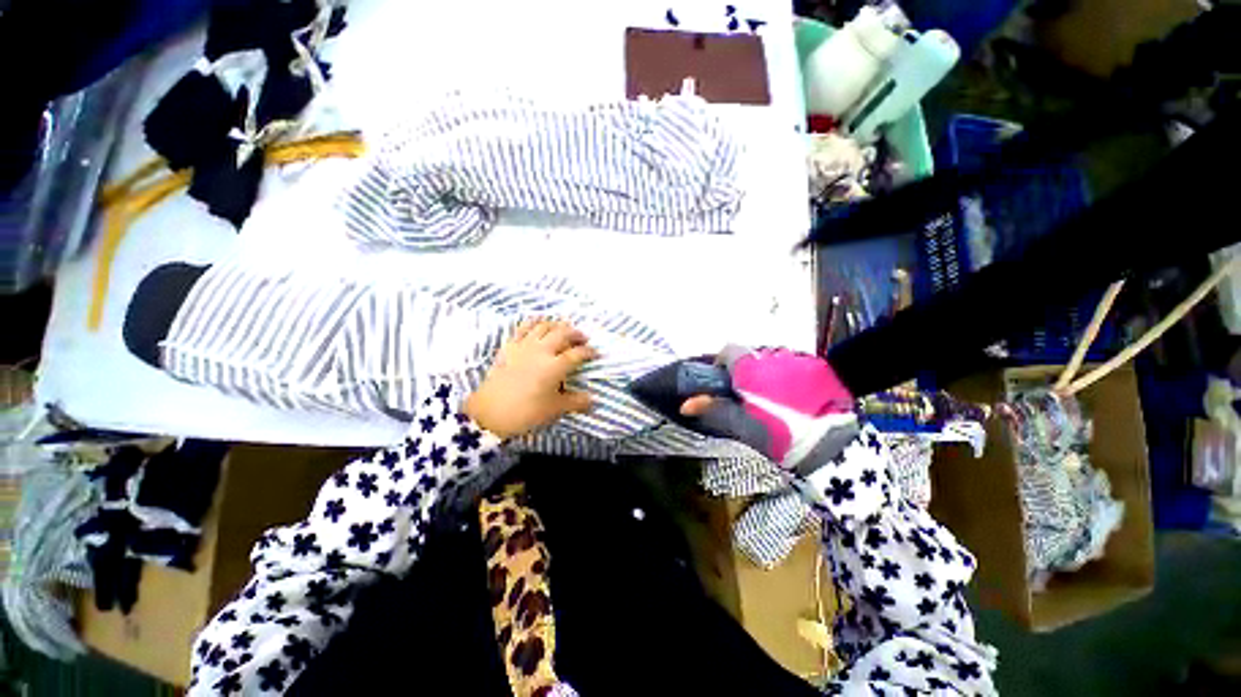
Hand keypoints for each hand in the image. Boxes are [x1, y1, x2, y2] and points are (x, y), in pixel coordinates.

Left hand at [464, 319, 597, 438]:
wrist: (489, 413)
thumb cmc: (525, 412)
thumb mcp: (555, 409)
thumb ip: (576, 402)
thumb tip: (593, 401)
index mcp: (555, 366)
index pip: (577, 354)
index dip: (589, 352)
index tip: (595, 354)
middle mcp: (542, 351)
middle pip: (563, 333)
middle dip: (576, 334)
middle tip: (583, 338)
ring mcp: (524, 346)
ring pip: (544, 326)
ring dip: (557, 325)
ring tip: (564, 329)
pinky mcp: (510, 346)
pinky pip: (523, 327)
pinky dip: (534, 322)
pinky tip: (539, 323)